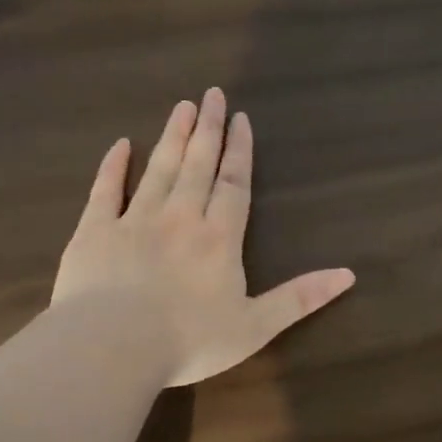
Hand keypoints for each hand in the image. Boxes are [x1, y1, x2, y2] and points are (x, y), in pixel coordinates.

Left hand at [52, 89, 354, 387]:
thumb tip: (348, 275)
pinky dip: (112, 167)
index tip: (241, 118)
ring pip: (158, 170)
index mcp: (219, 239)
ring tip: (182, 107)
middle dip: (208, 130)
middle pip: (197, 165)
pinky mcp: (94, 233)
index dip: (240, 151)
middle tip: (213, 93)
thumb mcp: (256, 326)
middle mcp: (179, 219)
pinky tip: (119, 145)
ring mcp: (133, 221)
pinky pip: (104, 191)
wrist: (111, 348)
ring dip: (172, 137)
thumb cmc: (189, 341)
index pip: (234, 185)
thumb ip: (300, 298)